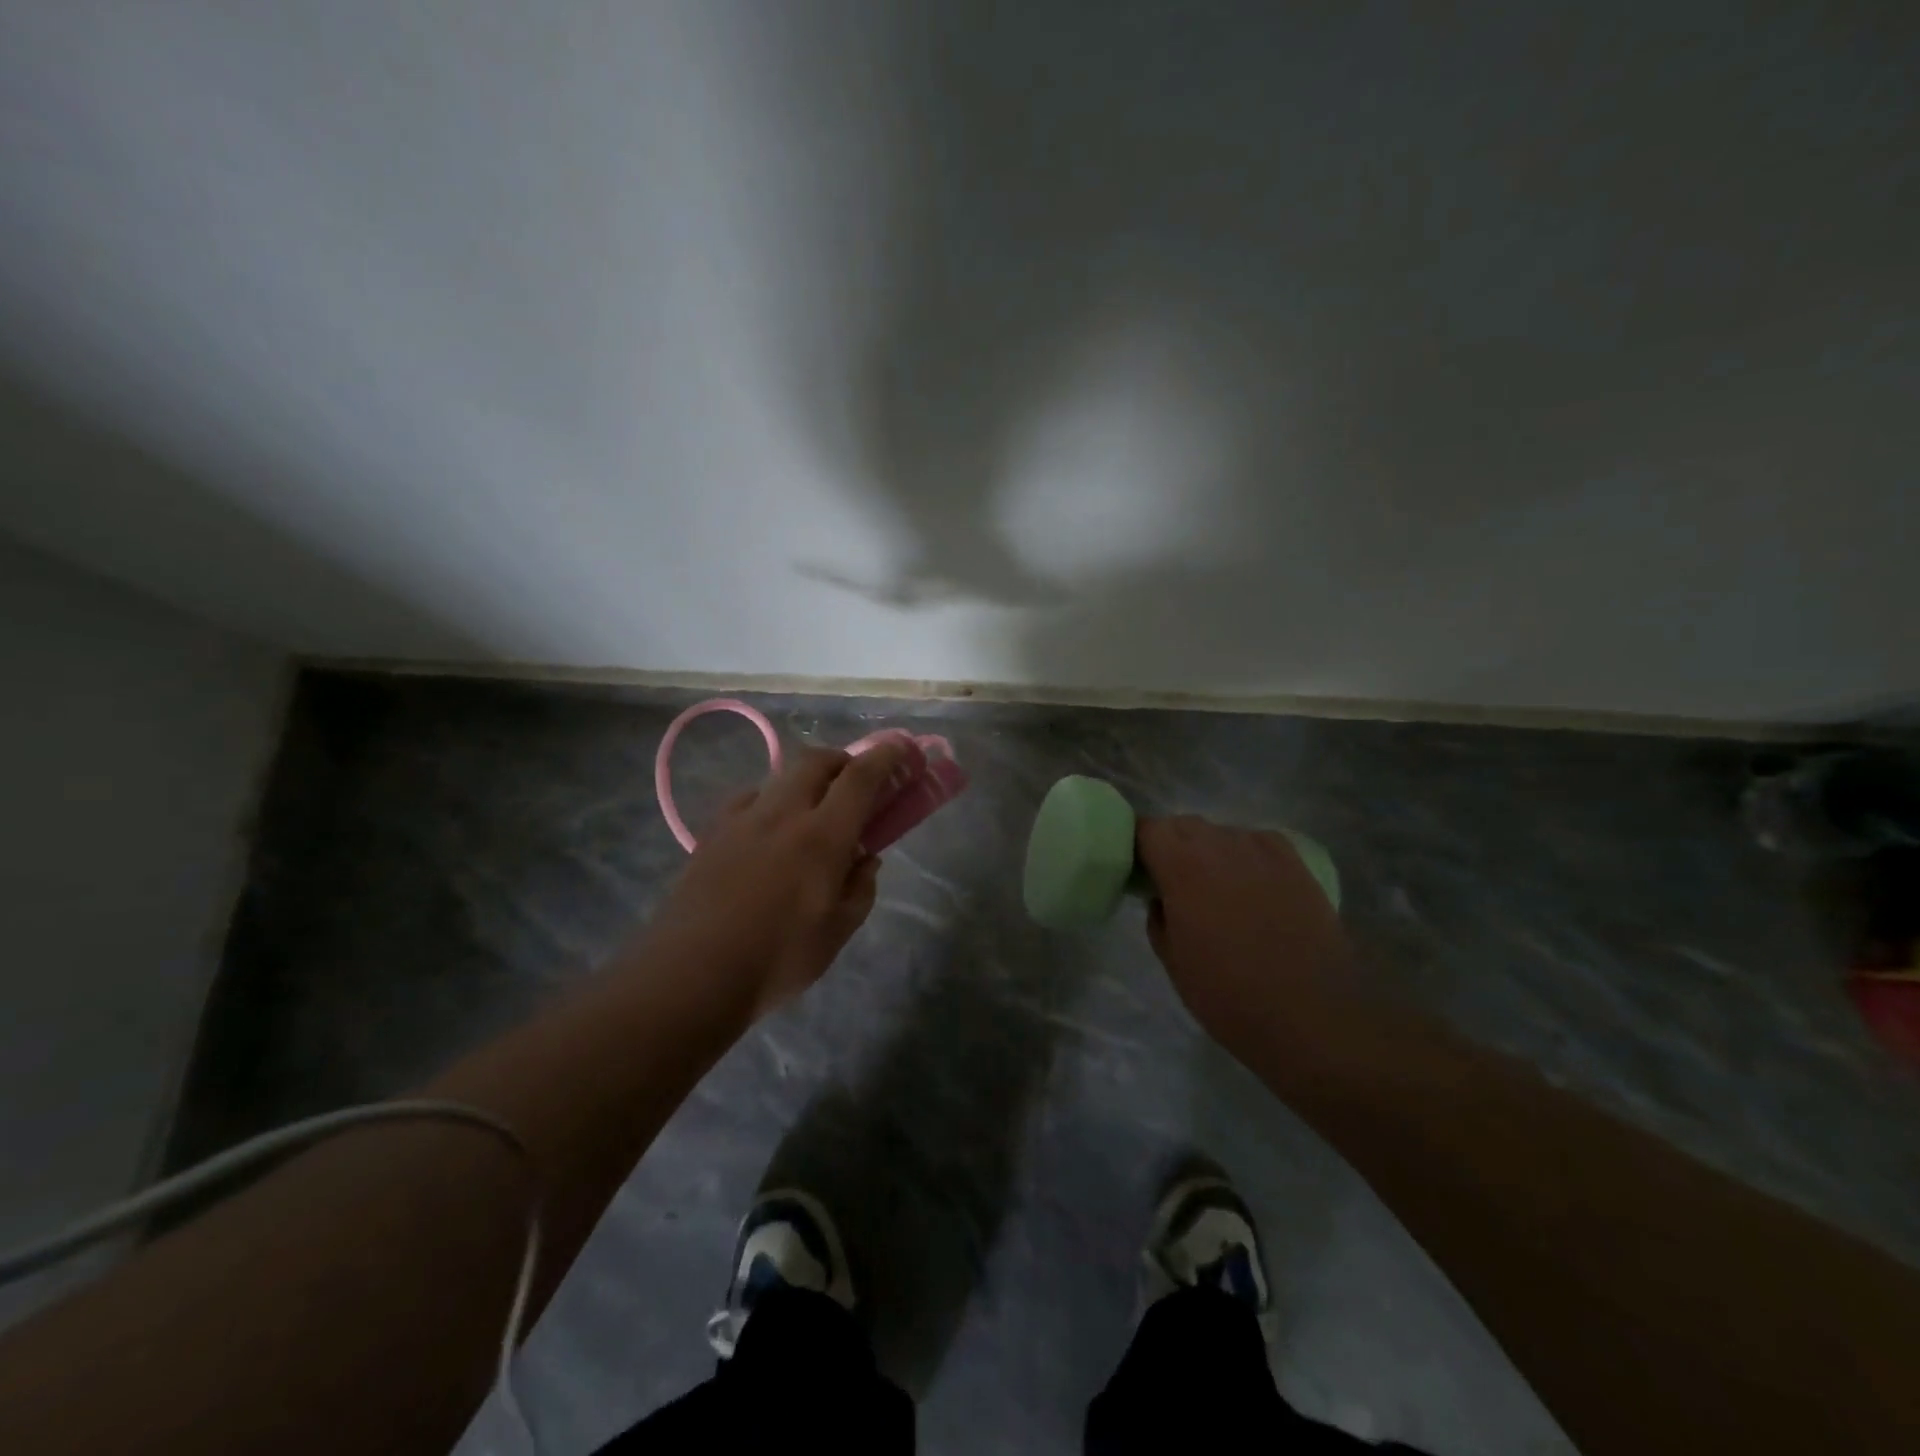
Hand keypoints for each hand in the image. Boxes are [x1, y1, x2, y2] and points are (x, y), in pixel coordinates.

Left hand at [645, 740, 915, 1020]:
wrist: (692, 973)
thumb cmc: (777, 959)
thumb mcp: (837, 932)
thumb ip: (860, 888)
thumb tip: (865, 859)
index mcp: (822, 836)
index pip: (860, 778)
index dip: (884, 757)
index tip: (900, 750)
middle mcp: (783, 814)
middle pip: (816, 761)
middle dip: (842, 760)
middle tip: (854, 782)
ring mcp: (742, 819)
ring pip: (780, 777)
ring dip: (805, 780)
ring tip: (811, 811)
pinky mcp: (713, 833)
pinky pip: (749, 800)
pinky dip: (770, 801)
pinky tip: (768, 830)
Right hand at [1136, 816, 1352, 1057]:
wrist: (1311, 1016)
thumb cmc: (1228, 995)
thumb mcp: (1172, 961)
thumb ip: (1158, 917)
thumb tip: (1162, 898)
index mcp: (1181, 866)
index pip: (1147, 829)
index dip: (1138, 845)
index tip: (1138, 870)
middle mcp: (1220, 845)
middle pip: (1184, 825)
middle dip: (1172, 845)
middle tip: (1172, 881)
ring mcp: (1262, 850)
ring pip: (1222, 832)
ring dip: (1210, 850)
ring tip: (1217, 887)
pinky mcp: (1296, 863)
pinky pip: (1259, 842)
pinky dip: (1247, 854)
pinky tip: (1253, 884)